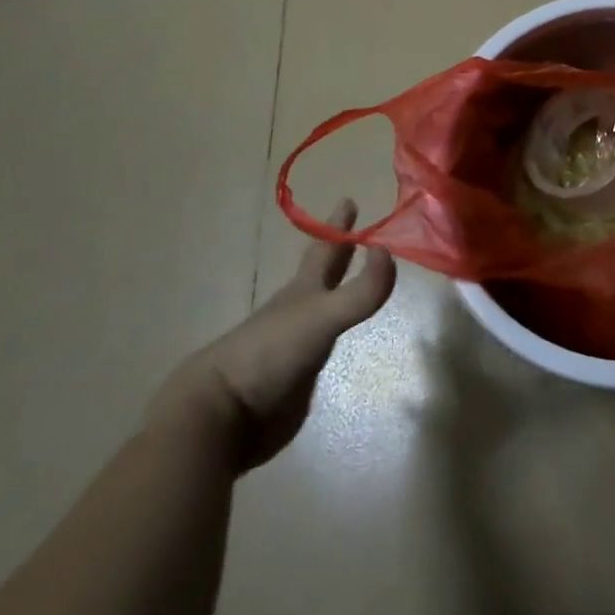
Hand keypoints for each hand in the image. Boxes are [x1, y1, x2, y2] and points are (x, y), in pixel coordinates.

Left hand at [146, 200, 395, 470]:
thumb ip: (360, 291)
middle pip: (322, 273)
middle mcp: (299, 310)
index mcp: (302, 290)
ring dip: (338, 292)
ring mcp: (295, 344)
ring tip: (354, 281)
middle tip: (358, 233)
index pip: (324, 248)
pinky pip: (321, 346)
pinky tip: (340, 337)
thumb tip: (390, 252)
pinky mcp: (295, 378)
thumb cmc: (271, 352)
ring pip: (322, 308)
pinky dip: (334, 334)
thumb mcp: (321, 316)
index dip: (337, 226)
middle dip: (339, 252)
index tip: (349, 200)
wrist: (224, 415)